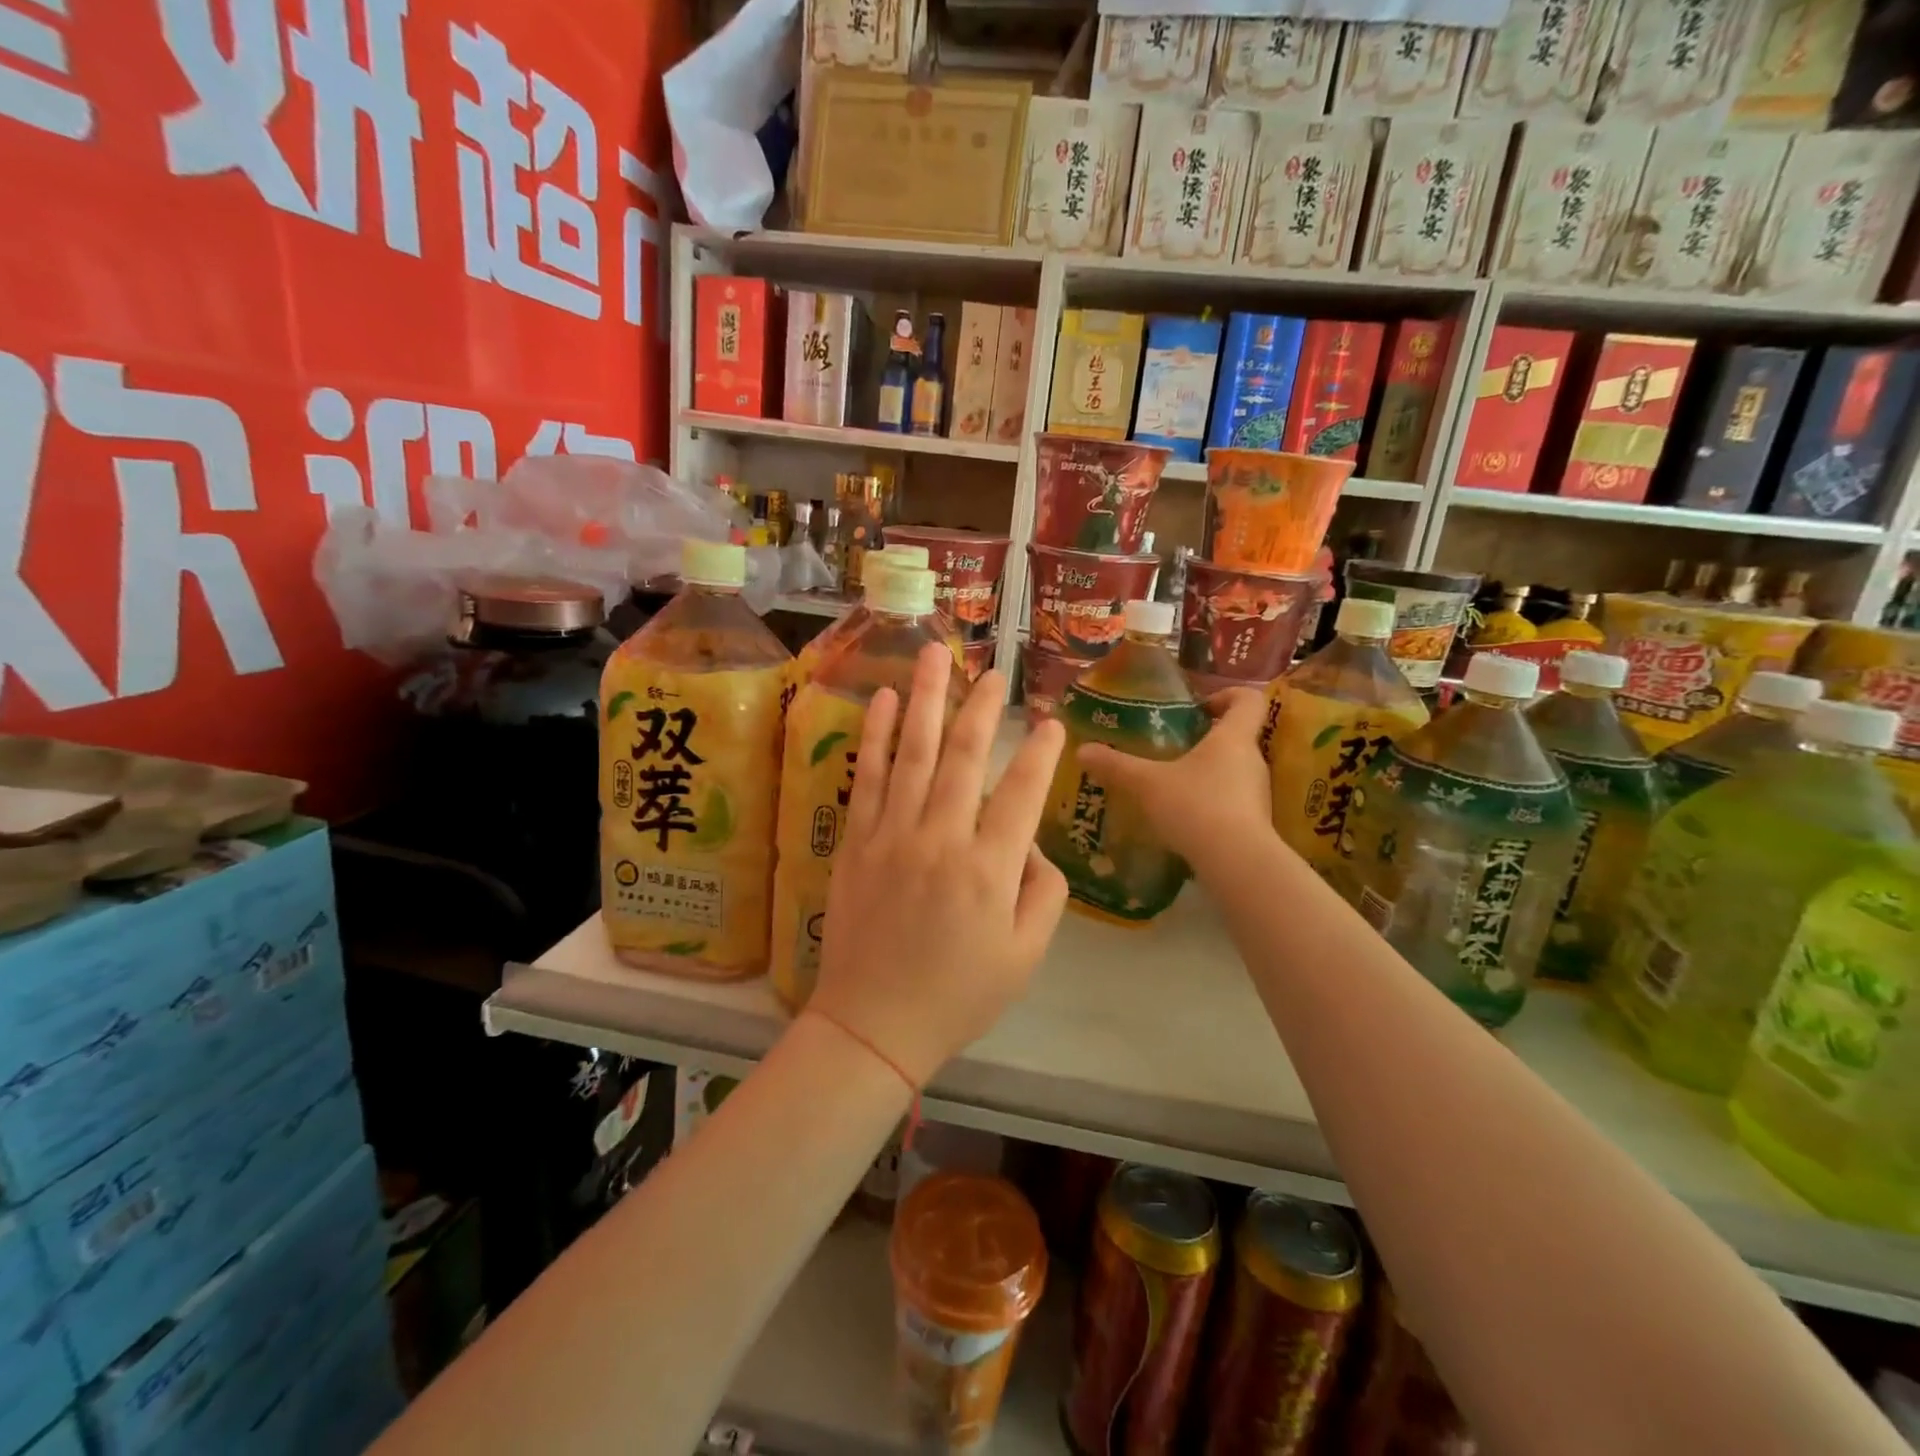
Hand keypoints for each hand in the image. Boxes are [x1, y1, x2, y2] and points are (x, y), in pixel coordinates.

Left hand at [810, 644, 1069, 1086]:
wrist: (874, 1023)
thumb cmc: (958, 995)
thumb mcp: (1025, 955)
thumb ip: (1043, 892)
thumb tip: (1030, 843)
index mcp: (989, 869)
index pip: (1022, 793)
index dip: (1040, 753)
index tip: (1051, 722)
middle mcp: (941, 839)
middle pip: (965, 756)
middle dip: (983, 707)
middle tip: (995, 672)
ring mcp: (893, 835)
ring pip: (914, 752)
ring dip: (926, 699)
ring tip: (934, 654)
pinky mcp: (857, 840)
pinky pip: (867, 776)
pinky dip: (874, 735)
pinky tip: (881, 699)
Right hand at [1078, 687, 1274, 866]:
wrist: (1236, 864)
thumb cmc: (1195, 806)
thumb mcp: (1145, 783)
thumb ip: (1115, 765)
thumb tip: (1082, 750)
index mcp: (1233, 738)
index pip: (1248, 700)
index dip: (1227, 695)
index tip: (1200, 707)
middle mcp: (1252, 761)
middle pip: (1238, 737)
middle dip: (1207, 740)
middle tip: (1173, 748)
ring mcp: (1258, 794)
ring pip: (1234, 772)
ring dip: (1207, 774)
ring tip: (1172, 786)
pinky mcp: (1255, 824)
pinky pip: (1233, 802)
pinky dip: (1211, 804)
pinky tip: (1183, 819)